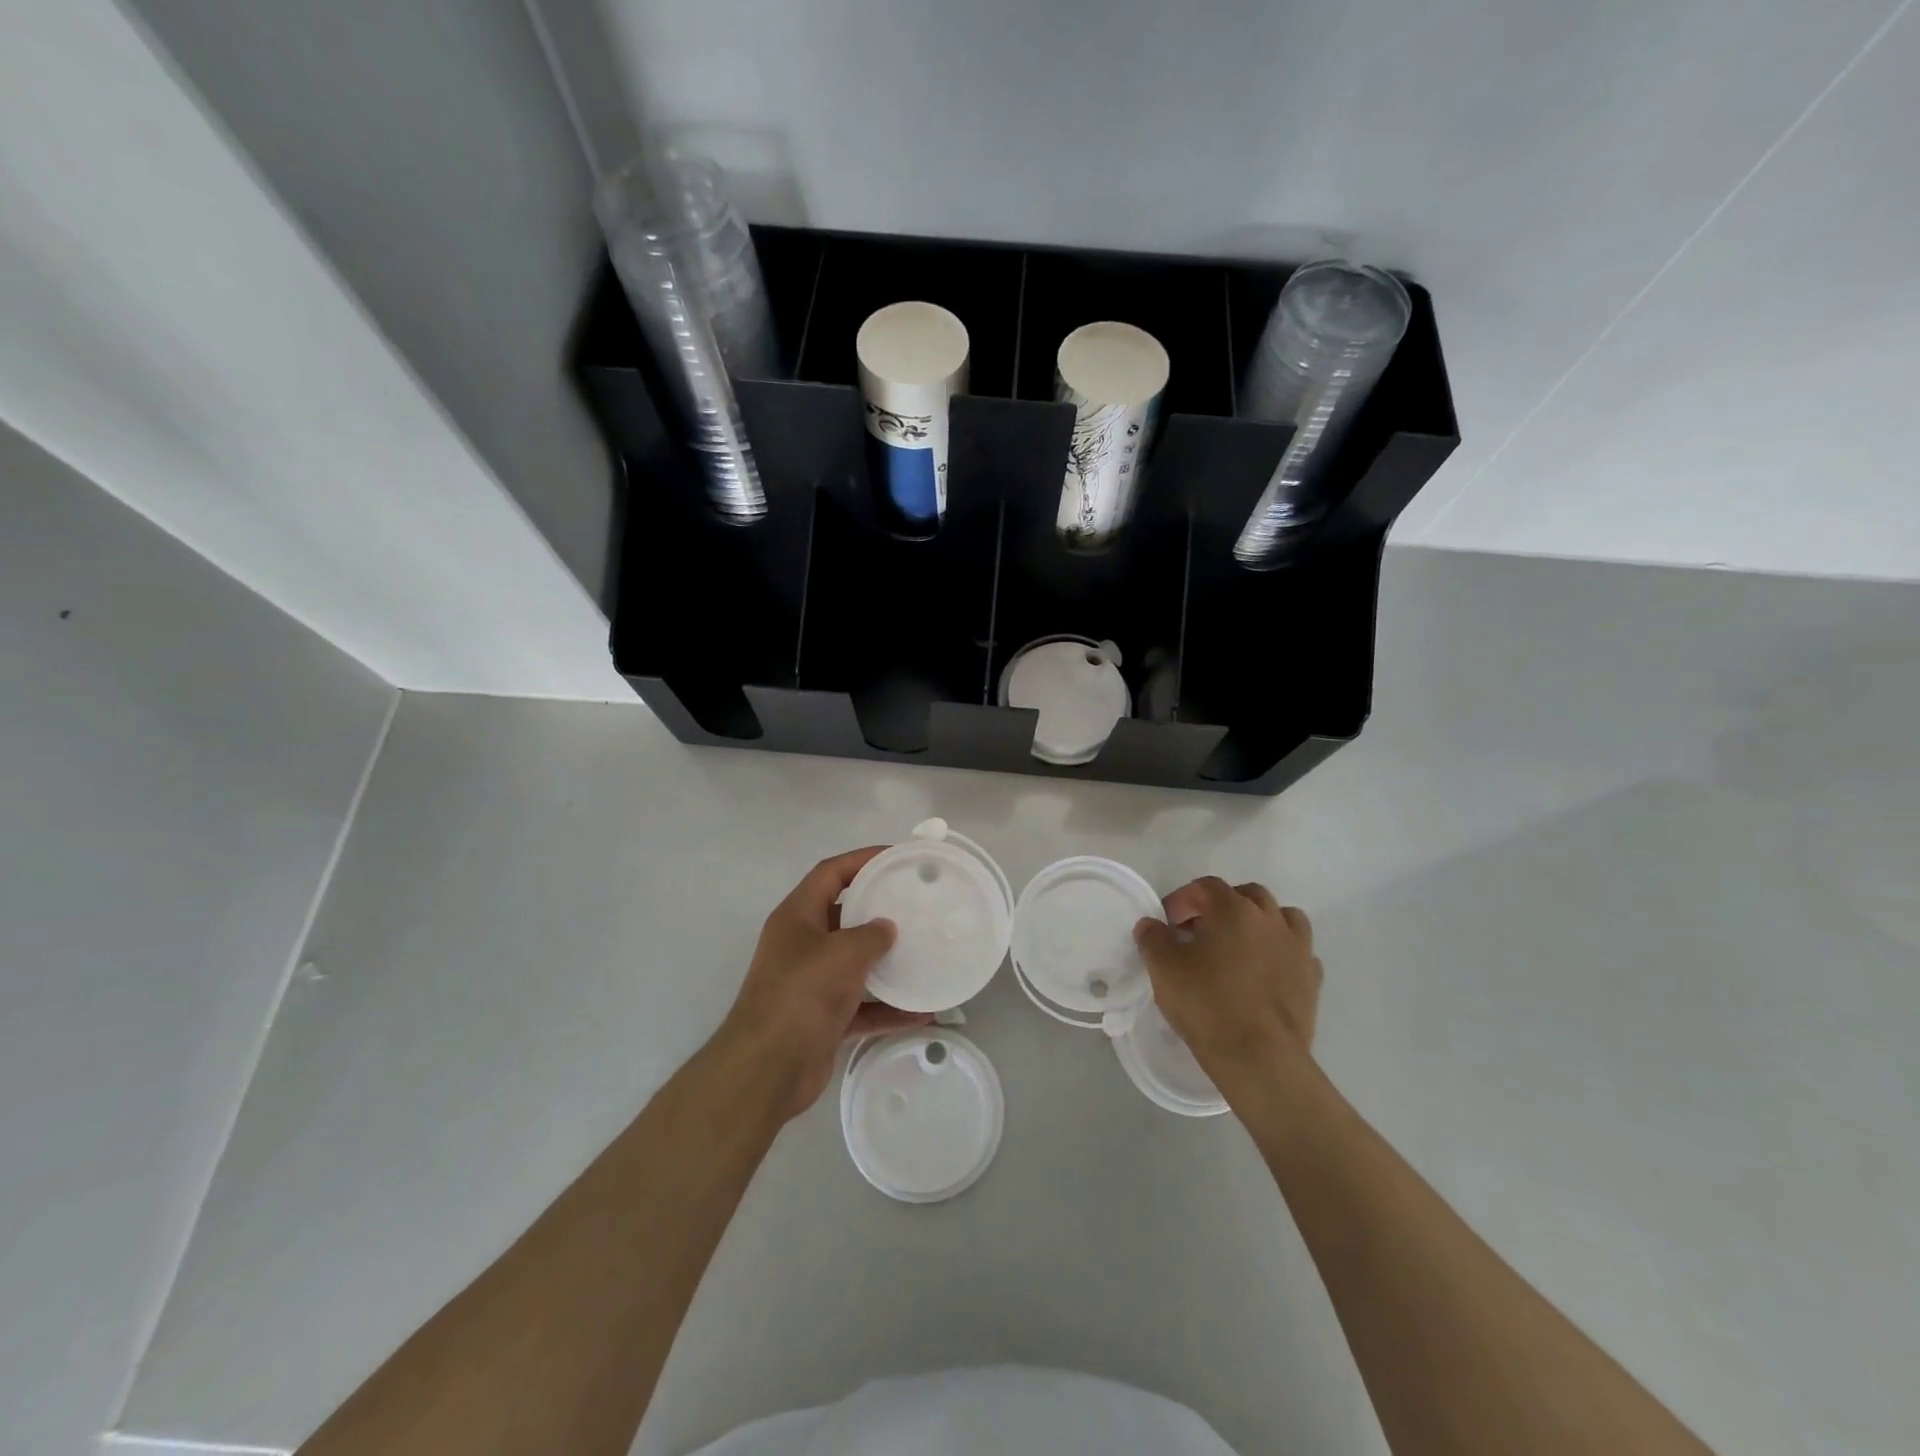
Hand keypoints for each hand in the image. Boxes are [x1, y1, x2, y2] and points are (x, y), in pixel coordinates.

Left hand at [717, 847, 931, 1119]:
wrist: (768, 1068)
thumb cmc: (802, 993)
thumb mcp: (842, 952)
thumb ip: (870, 935)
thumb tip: (887, 929)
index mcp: (797, 916)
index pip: (830, 873)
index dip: (861, 859)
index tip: (896, 857)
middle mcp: (801, 944)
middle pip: (843, 915)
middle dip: (878, 910)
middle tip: (916, 904)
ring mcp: (811, 983)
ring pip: (854, 962)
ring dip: (886, 962)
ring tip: (924, 953)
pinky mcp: (822, 1018)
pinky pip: (861, 1006)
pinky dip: (888, 1008)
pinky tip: (922, 1012)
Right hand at [1133, 877, 1322, 1082]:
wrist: (1260, 1058)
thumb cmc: (1207, 1004)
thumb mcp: (1164, 968)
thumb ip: (1153, 938)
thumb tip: (1151, 924)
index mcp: (1234, 909)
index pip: (1206, 887)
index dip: (1182, 899)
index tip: (1167, 923)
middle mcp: (1270, 919)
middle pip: (1247, 895)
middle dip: (1221, 906)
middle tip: (1201, 931)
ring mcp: (1298, 947)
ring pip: (1282, 917)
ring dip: (1259, 923)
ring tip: (1239, 946)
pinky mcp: (1312, 978)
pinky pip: (1297, 951)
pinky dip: (1280, 952)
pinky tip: (1265, 971)